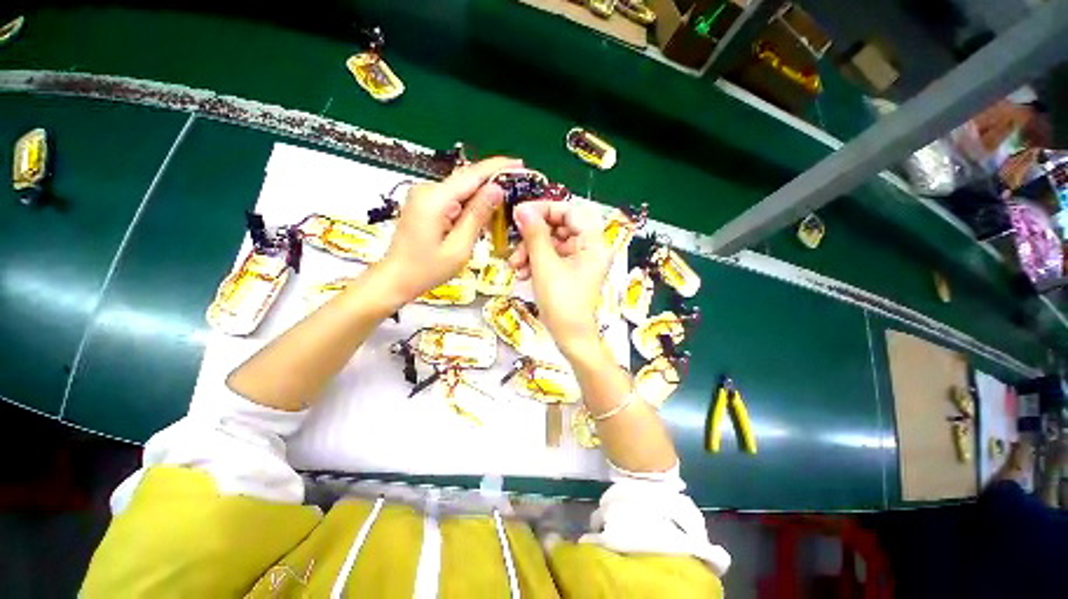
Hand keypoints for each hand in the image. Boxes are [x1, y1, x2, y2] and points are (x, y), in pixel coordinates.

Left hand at [379, 156, 520, 301]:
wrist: (396, 278)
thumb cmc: (427, 270)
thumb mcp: (459, 247)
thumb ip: (477, 216)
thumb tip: (497, 188)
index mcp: (435, 199)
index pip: (472, 175)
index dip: (497, 167)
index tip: (519, 163)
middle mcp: (428, 190)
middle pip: (467, 179)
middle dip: (493, 182)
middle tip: (518, 189)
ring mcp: (424, 196)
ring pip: (462, 189)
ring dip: (483, 196)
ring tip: (505, 206)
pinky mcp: (425, 204)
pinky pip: (454, 198)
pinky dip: (471, 205)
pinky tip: (483, 215)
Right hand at [509, 201, 611, 355]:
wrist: (569, 338)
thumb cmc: (561, 302)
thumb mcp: (545, 265)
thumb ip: (534, 234)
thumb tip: (522, 209)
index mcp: (593, 243)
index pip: (570, 211)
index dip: (545, 209)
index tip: (520, 213)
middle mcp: (590, 248)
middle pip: (559, 227)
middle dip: (534, 236)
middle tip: (515, 243)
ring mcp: (580, 260)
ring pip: (552, 243)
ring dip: (531, 251)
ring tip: (515, 266)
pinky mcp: (570, 271)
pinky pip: (551, 257)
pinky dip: (536, 262)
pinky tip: (523, 273)